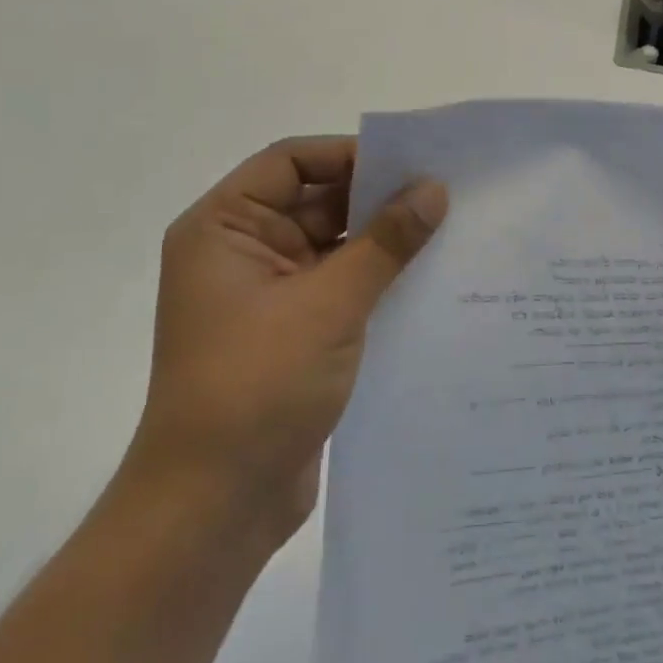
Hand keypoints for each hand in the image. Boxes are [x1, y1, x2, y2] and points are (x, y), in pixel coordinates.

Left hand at [124, 135, 446, 549]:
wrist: (214, 509)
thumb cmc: (257, 386)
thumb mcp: (329, 304)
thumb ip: (385, 242)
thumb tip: (434, 189)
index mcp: (224, 228)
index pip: (289, 162)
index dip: (348, 154)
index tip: (410, 162)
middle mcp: (241, 251)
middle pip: (315, 200)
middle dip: (375, 197)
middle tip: (444, 193)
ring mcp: (267, 294)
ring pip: (333, 245)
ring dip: (383, 240)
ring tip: (448, 230)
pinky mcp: (292, 331)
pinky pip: (340, 285)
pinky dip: (378, 278)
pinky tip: (429, 278)